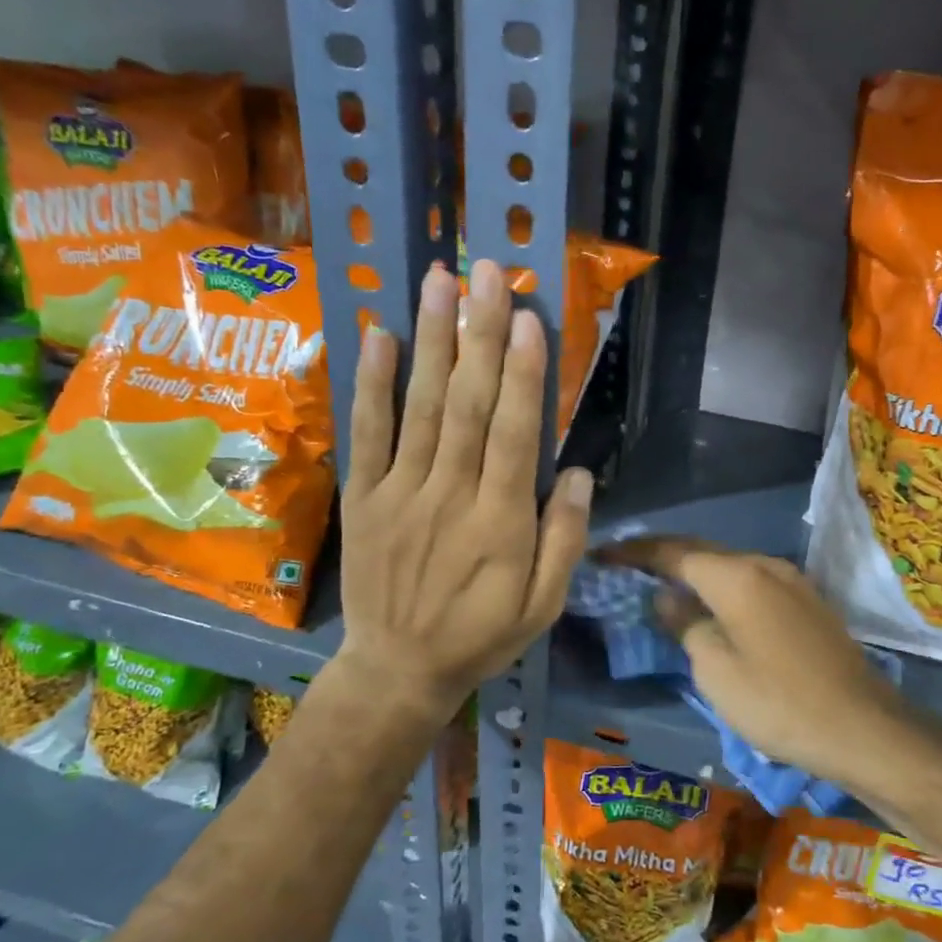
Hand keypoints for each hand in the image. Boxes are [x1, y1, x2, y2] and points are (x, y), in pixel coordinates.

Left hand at [333, 259, 591, 724]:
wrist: (398, 669)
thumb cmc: (482, 635)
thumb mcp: (544, 606)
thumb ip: (564, 540)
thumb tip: (577, 473)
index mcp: (501, 523)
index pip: (513, 435)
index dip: (521, 375)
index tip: (526, 318)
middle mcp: (450, 496)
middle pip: (467, 405)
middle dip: (479, 335)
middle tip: (488, 272)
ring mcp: (400, 493)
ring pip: (419, 407)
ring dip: (431, 341)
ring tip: (439, 281)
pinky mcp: (364, 497)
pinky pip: (366, 434)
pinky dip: (371, 384)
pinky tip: (380, 335)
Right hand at [601, 539, 902, 789]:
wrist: (862, 726)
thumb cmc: (778, 702)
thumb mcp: (716, 670)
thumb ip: (685, 624)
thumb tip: (666, 597)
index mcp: (736, 575)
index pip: (672, 552)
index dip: (634, 552)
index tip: (602, 553)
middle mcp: (764, 564)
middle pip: (702, 551)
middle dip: (662, 556)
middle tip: (626, 567)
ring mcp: (792, 580)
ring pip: (729, 565)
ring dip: (694, 572)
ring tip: (662, 584)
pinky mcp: (808, 601)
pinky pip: (752, 581)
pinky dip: (722, 587)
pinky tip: (711, 604)